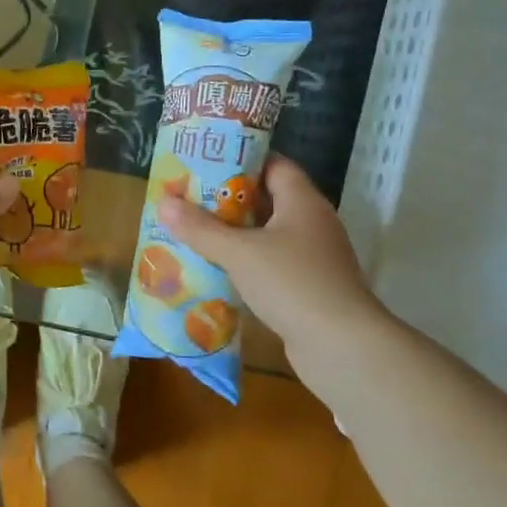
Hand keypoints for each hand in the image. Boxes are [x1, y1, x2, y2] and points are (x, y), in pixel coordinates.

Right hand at [161, 155, 385, 356]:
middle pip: (267, 199)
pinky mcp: (307, 286)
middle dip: (227, 199)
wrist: (342, 347)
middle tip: (187, 197)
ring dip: (233, 233)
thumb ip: (200, 228)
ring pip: (266, 234)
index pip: (273, 165)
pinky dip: (244, 262)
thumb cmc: (292, 283)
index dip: (241, 160)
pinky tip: (215, 268)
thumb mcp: (239, 252)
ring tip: (192, 230)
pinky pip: (270, 263)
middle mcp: (311, 223)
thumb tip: (164, 202)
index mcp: (302, 202)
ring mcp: (312, 257)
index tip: (205, 161)